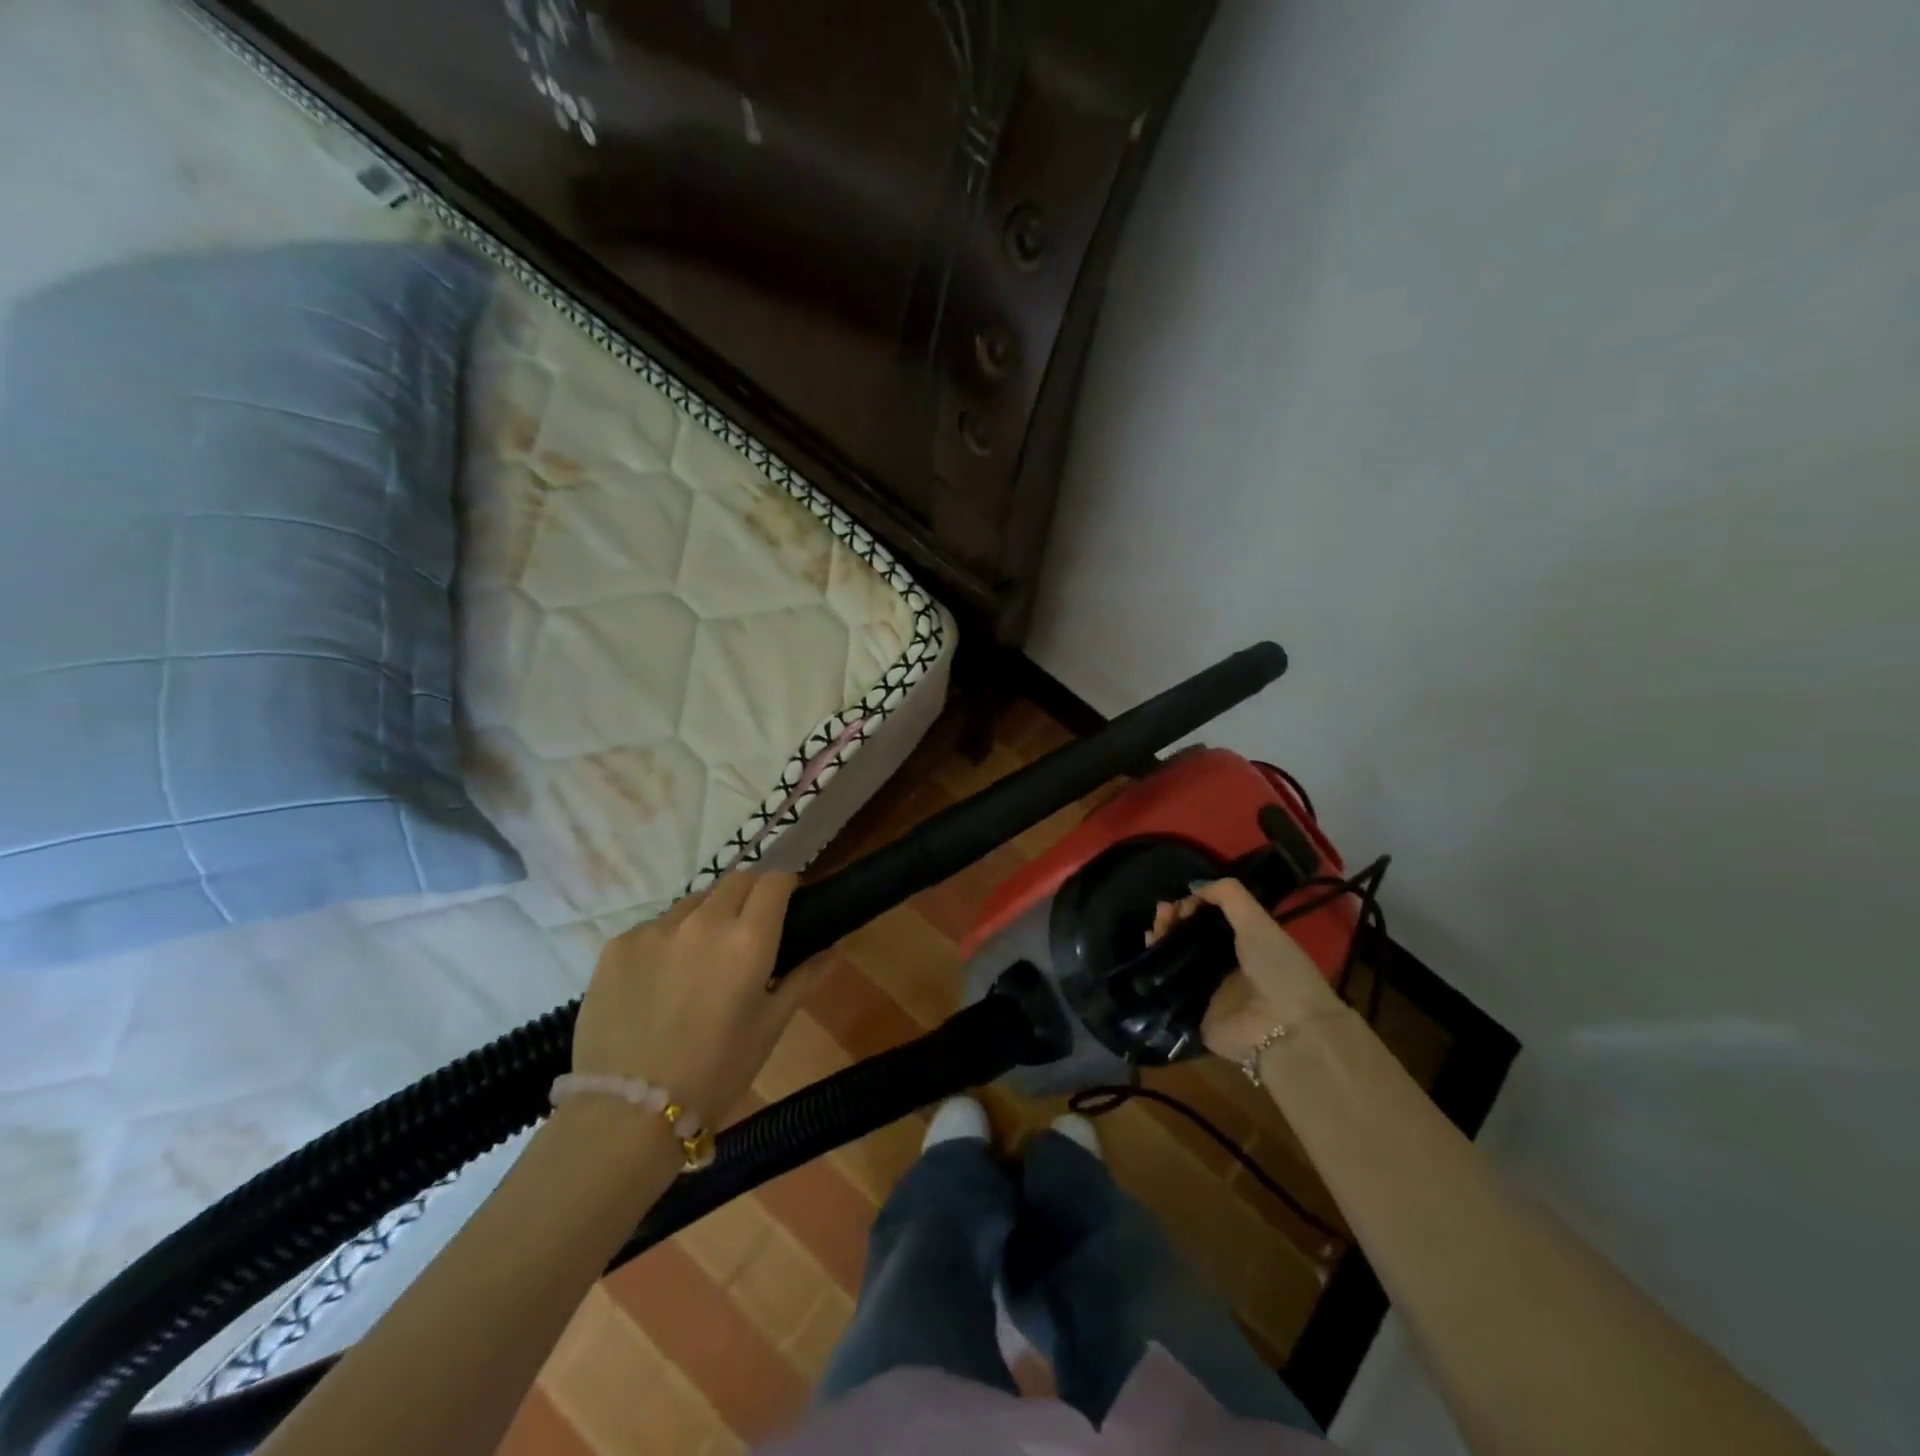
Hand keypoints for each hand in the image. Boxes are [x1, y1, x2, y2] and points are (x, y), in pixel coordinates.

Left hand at [573, 871, 821, 1125]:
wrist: (626, 1114)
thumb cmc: (716, 1073)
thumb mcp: (770, 1027)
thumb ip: (804, 978)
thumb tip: (833, 948)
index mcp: (749, 939)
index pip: (775, 881)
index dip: (786, 887)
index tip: (788, 904)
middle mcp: (703, 920)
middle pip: (736, 881)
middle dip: (750, 896)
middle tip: (748, 932)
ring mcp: (655, 928)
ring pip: (693, 903)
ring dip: (707, 917)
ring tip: (700, 961)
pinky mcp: (618, 944)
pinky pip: (654, 928)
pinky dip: (667, 942)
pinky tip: (660, 982)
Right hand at [1146, 878, 1345, 1062]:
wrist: (1286, 1028)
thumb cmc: (1277, 969)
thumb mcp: (1258, 923)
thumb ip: (1229, 896)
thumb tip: (1193, 887)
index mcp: (1244, 944)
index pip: (1210, 919)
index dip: (1194, 906)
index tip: (1184, 903)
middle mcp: (1224, 965)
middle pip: (1189, 936)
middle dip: (1173, 920)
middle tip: (1163, 912)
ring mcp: (1207, 990)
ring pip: (1174, 958)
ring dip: (1162, 939)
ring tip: (1154, 928)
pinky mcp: (1192, 1012)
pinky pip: (1167, 987)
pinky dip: (1154, 968)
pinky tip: (1149, 950)